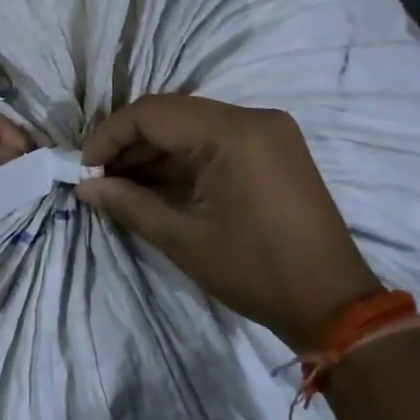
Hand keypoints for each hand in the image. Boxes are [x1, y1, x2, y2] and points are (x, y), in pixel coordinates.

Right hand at [77, 95, 380, 347]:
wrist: (336, 305)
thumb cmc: (257, 272)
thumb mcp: (184, 240)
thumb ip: (130, 204)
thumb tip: (84, 187)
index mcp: (234, 133)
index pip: (153, 113)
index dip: (111, 136)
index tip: (84, 168)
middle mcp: (252, 117)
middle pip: (171, 114)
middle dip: (129, 144)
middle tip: (97, 178)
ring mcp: (266, 130)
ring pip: (191, 125)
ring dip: (154, 151)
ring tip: (119, 183)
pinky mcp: (272, 147)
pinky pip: (213, 140)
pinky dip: (181, 159)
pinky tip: (155, 183)